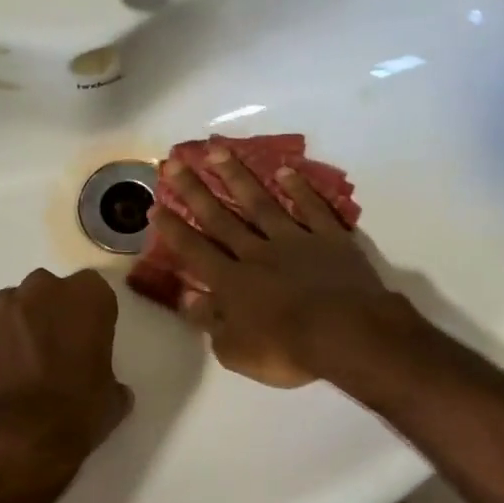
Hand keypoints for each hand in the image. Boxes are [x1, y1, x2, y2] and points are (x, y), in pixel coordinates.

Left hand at [0, 268, 132, 499]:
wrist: (15, 439)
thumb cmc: (75, 414)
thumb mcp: (112, 398)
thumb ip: (109, 377)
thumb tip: (108, 387)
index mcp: (87, 298)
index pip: (93, 290)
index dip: (89, 315)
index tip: (87, 340)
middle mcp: (42, 289)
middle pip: (48, 291)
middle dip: (50, 314)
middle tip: (53, 351)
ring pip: (12, 307)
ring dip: (17, 327)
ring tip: (18, 366)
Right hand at [149, 151, 407, 387]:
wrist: (347, 334)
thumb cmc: (288, 351)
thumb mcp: (236, 351)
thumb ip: (209, 322)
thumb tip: (186, 297)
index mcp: (232, 282)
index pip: (195, 250)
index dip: (173, 229)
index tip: (156, 204)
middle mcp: (257, 253)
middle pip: (220, 218)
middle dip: (194, 190)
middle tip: (174, 162)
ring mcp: (294, 240)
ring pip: (260, 203)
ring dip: (237, 176)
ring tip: (217, 150)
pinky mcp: (330, 238)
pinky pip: (311, 208)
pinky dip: (299, 188)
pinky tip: (284, 170)